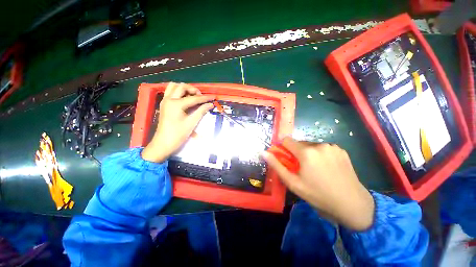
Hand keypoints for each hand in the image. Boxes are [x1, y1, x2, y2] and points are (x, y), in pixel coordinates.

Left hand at [141, 82, 213, 162]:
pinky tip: (185, 98)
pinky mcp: (164, 104)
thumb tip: (210, 104)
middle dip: (193, 90)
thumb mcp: (191, 123)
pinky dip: (178, 91)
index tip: (213, 97)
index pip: (193, 98)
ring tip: (193, 95)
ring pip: (174, 86)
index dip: (204, 98)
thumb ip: (201, 111)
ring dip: (184, 88)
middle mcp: (169, 99)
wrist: (163, 143)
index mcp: (176, 104)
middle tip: (201, 97)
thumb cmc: (178, 134)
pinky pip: (170, 91)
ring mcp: (165, 101)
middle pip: (182, 87)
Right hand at [262, 137, 374, 230]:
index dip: (283, 148)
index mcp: (306, 152)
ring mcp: (332, 146)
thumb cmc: (318, 195)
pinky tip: (326, 167)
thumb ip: (276, 165)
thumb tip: (263, 152)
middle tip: (301, 168)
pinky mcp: (340, 149)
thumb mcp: (293, 183)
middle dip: (296, 153)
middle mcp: (319, 145)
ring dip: (308, 153)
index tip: (286, 159)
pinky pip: (323, 148)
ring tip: (315, 169)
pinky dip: (319, 154)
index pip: (286, 140)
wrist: (352, 204)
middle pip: (299, 143)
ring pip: (310, 145)